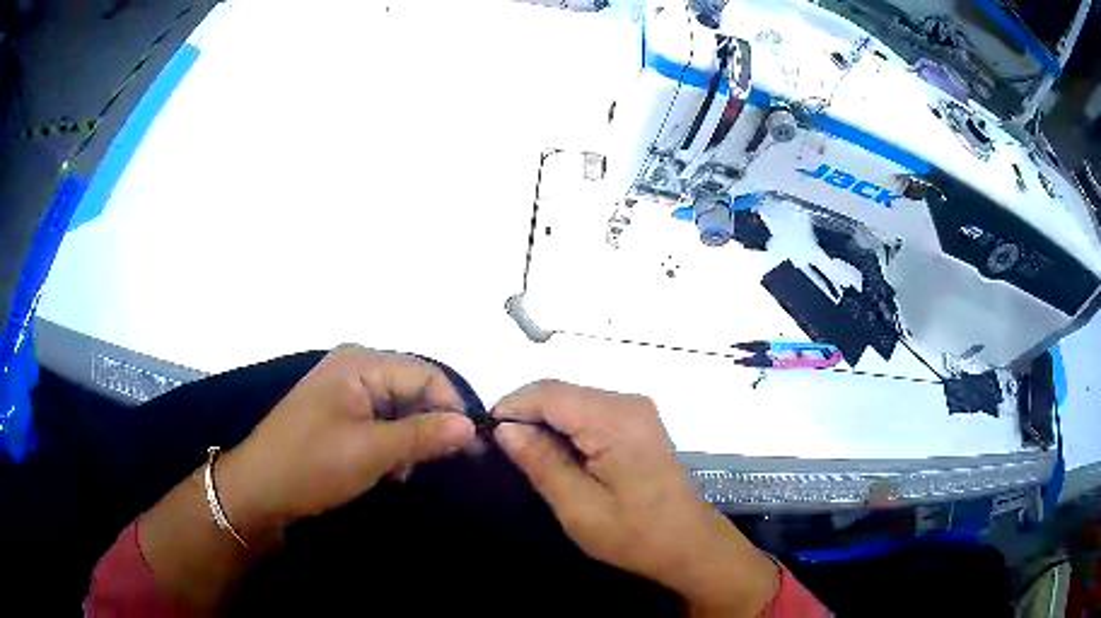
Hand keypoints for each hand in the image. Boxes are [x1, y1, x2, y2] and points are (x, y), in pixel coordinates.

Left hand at [216, 345, 475, 542]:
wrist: (259, 488)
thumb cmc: (312, 465)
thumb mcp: (371, 452)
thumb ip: (423, 435)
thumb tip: (471, 426)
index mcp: (360, 364)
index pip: (426, 374)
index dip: (452, 407)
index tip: (471, 448)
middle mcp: (354, 367)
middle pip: (412, 389)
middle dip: (429, 426)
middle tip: (438, 464)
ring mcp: (344, 389)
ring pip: (398, 407)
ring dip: (410, 438)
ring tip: (405, 471)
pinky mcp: (338, 412)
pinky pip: (380, 419)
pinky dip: (391, 443)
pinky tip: (388, 468)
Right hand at [492, 380, 777, 616]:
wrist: (688, 543)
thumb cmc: (635, 533)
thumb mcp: (580, 507)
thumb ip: (542, 463)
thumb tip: (506, 428)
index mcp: (616, 420)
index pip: (550, 393)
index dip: (512, 406)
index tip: (486, 433)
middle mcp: (628, 403)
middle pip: (562, 392)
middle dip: (527, 414)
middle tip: (503, 449)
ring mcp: (636, 410)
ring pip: (573, 399)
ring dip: (545, 421)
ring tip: (525, 455)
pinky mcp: (638, 421)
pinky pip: (590, 412)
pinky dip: (566, 427)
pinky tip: (558, 455)